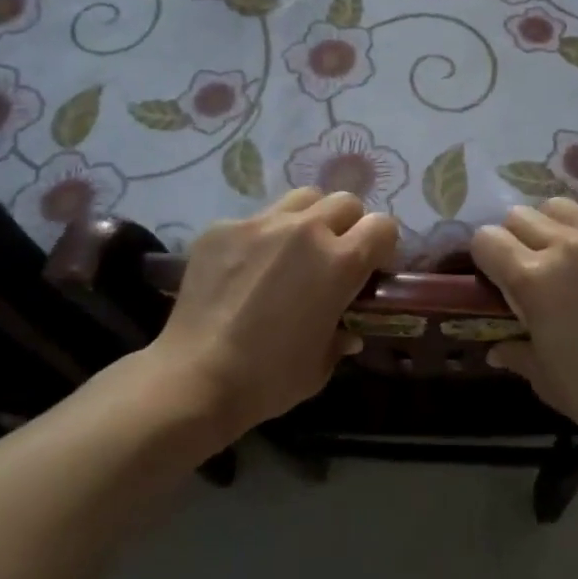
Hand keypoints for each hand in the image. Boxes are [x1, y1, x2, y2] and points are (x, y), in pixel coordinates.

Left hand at [148, 188, 398, 439]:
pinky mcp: (223, 228)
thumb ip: (341, 336)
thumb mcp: (321, 365)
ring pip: (301, 199)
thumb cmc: (268, 379)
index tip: (372, 268)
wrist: (194, 379)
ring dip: (308, 219)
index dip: (382, 246)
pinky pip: (255, 219)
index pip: (382, 226)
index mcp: (340, 262)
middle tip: (332, 257)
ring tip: (292, 251)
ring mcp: (260, 223)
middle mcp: (306, 230)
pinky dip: (260, 238)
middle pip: (344, 201)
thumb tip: (347, 329)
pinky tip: (244, 269)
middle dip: (348, 225)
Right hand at [472, 191, 577, 452]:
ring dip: (556, 226)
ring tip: (571, 252)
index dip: (486, 257)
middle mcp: (565, 246)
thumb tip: (495, 348)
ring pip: (561, 205)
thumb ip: (515, 352)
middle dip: (518, 239)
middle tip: (535, 266)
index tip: (497, 275)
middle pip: (520, 216)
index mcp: (532, 280)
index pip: (486, 239)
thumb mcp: (544, 379)